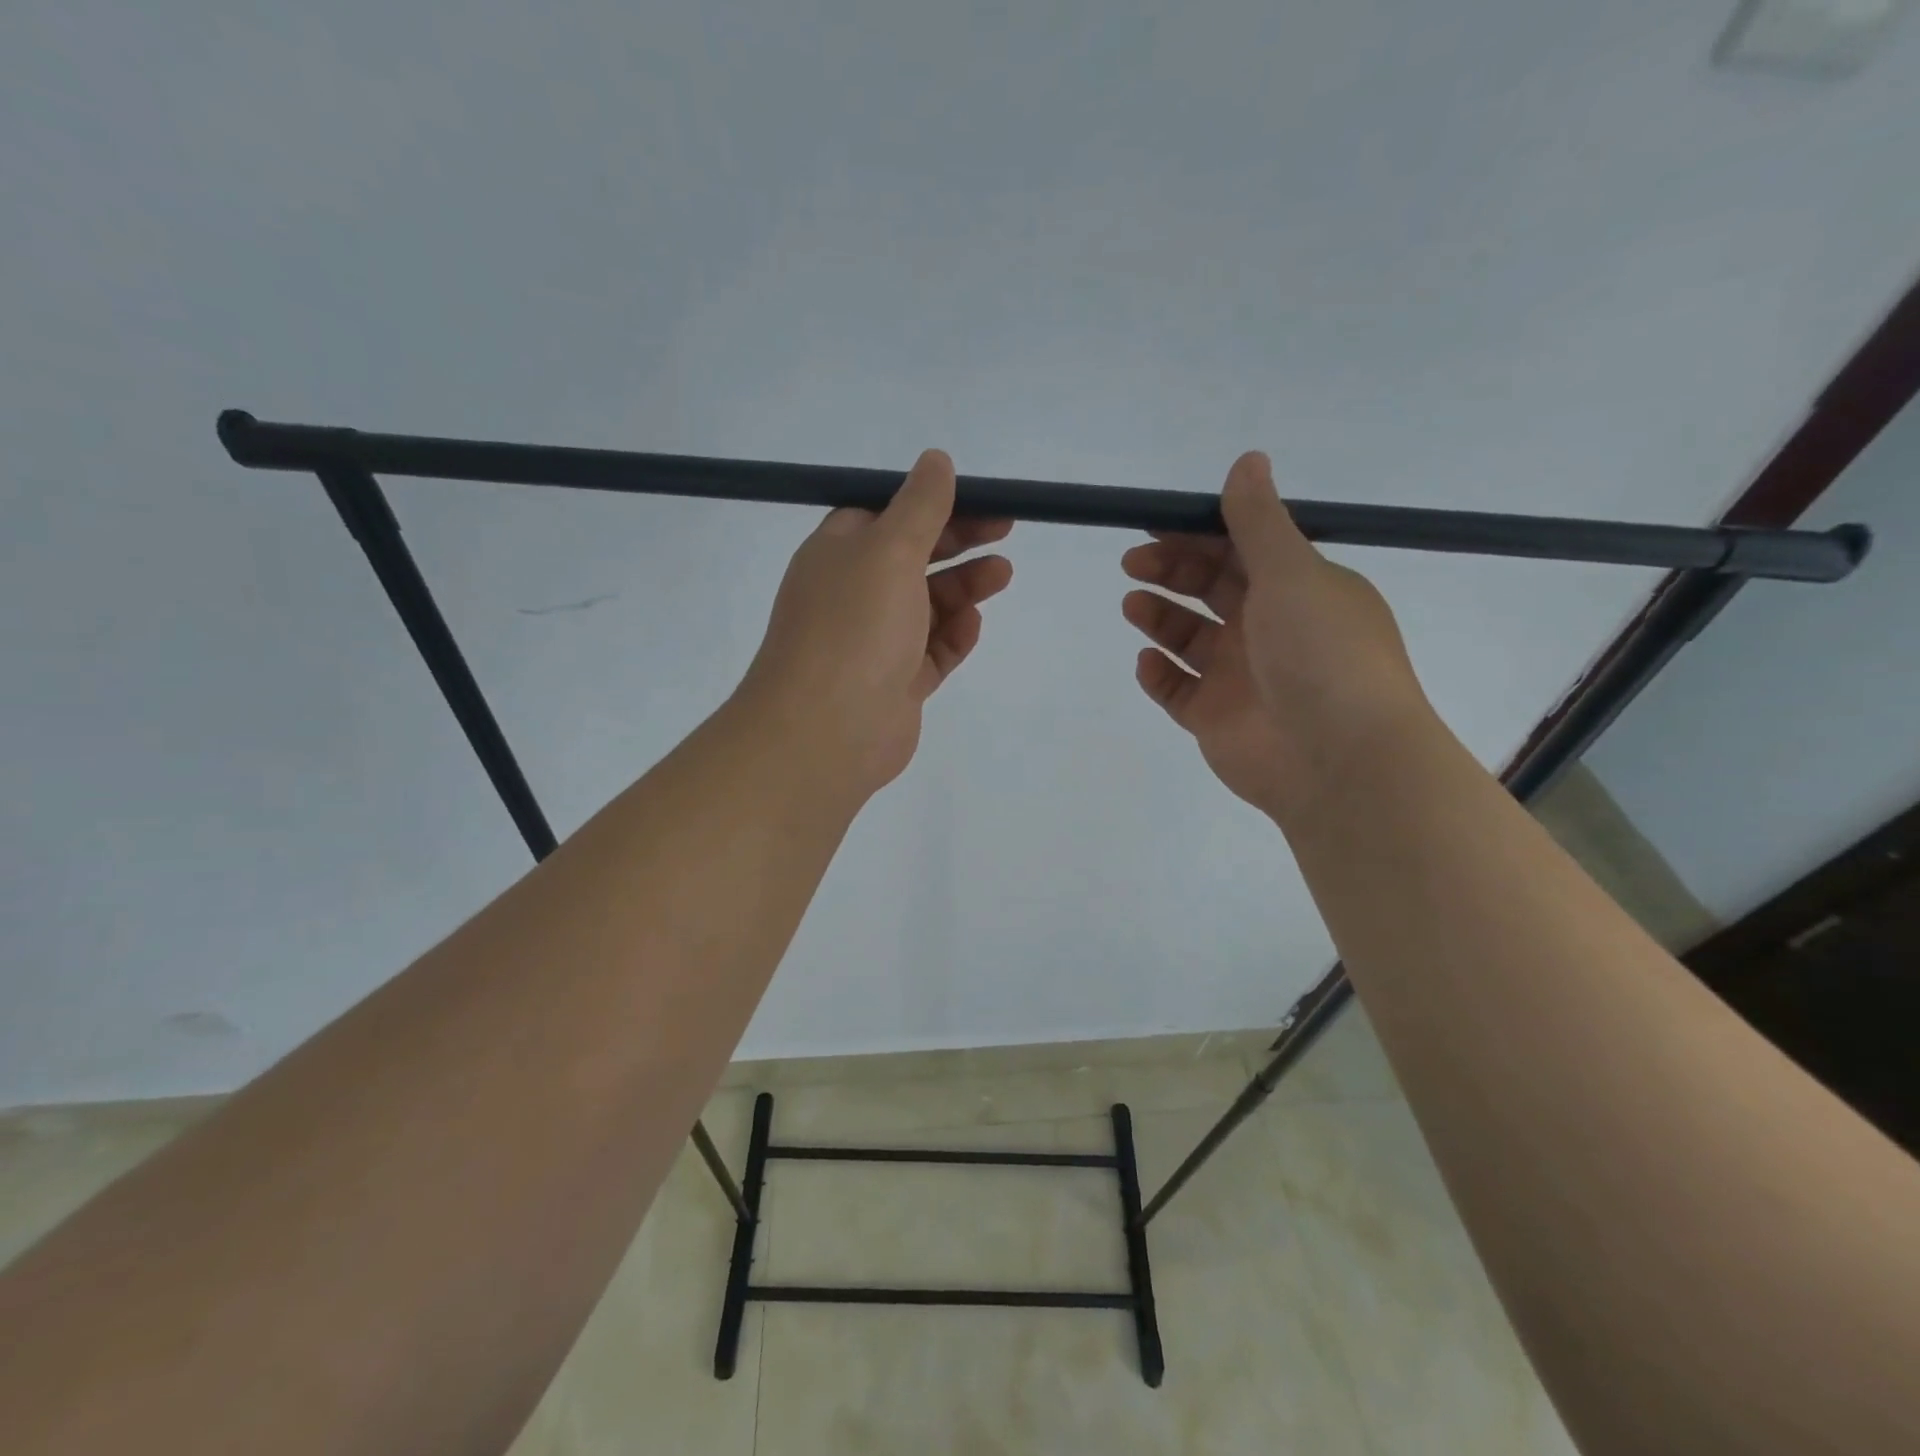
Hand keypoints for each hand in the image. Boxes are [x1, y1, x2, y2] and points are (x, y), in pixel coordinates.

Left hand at [734, 449, 1011, 800]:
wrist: (827, 730)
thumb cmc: (854, 626)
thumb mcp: (889, 550)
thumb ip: (920, 507)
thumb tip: (936, 460)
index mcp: (838, 554)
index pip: (885, 515)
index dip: (930, 504)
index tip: (977, 498)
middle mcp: (853, 594)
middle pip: (912, 558)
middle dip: (957, 542)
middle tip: (1006, 530)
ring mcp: (874, 642)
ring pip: (926, 605)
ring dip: (963, 587)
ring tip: (1002, 575)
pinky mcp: (896, 683)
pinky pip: (931, 651)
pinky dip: (953, 635)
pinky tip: (973, 624)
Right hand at [1121, 451, 1429, 826]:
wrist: (1338, 760)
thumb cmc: (1321, 653)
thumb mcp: (1292, 573)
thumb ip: (1258, 521)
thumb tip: (1247, 460)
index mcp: (1298, 590)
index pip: (1241, 550)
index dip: (1198, 533)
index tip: (1155, 522)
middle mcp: (1270, 629)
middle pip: (1211, 590)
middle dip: (1171, 570)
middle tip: (1133, 563)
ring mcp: (1241, 677)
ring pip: (1189, 639)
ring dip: (1159, 617)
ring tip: (1132, 606)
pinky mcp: (1216, 719)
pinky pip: (1178, 690)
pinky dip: (1159, 674)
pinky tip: (1147, 662)